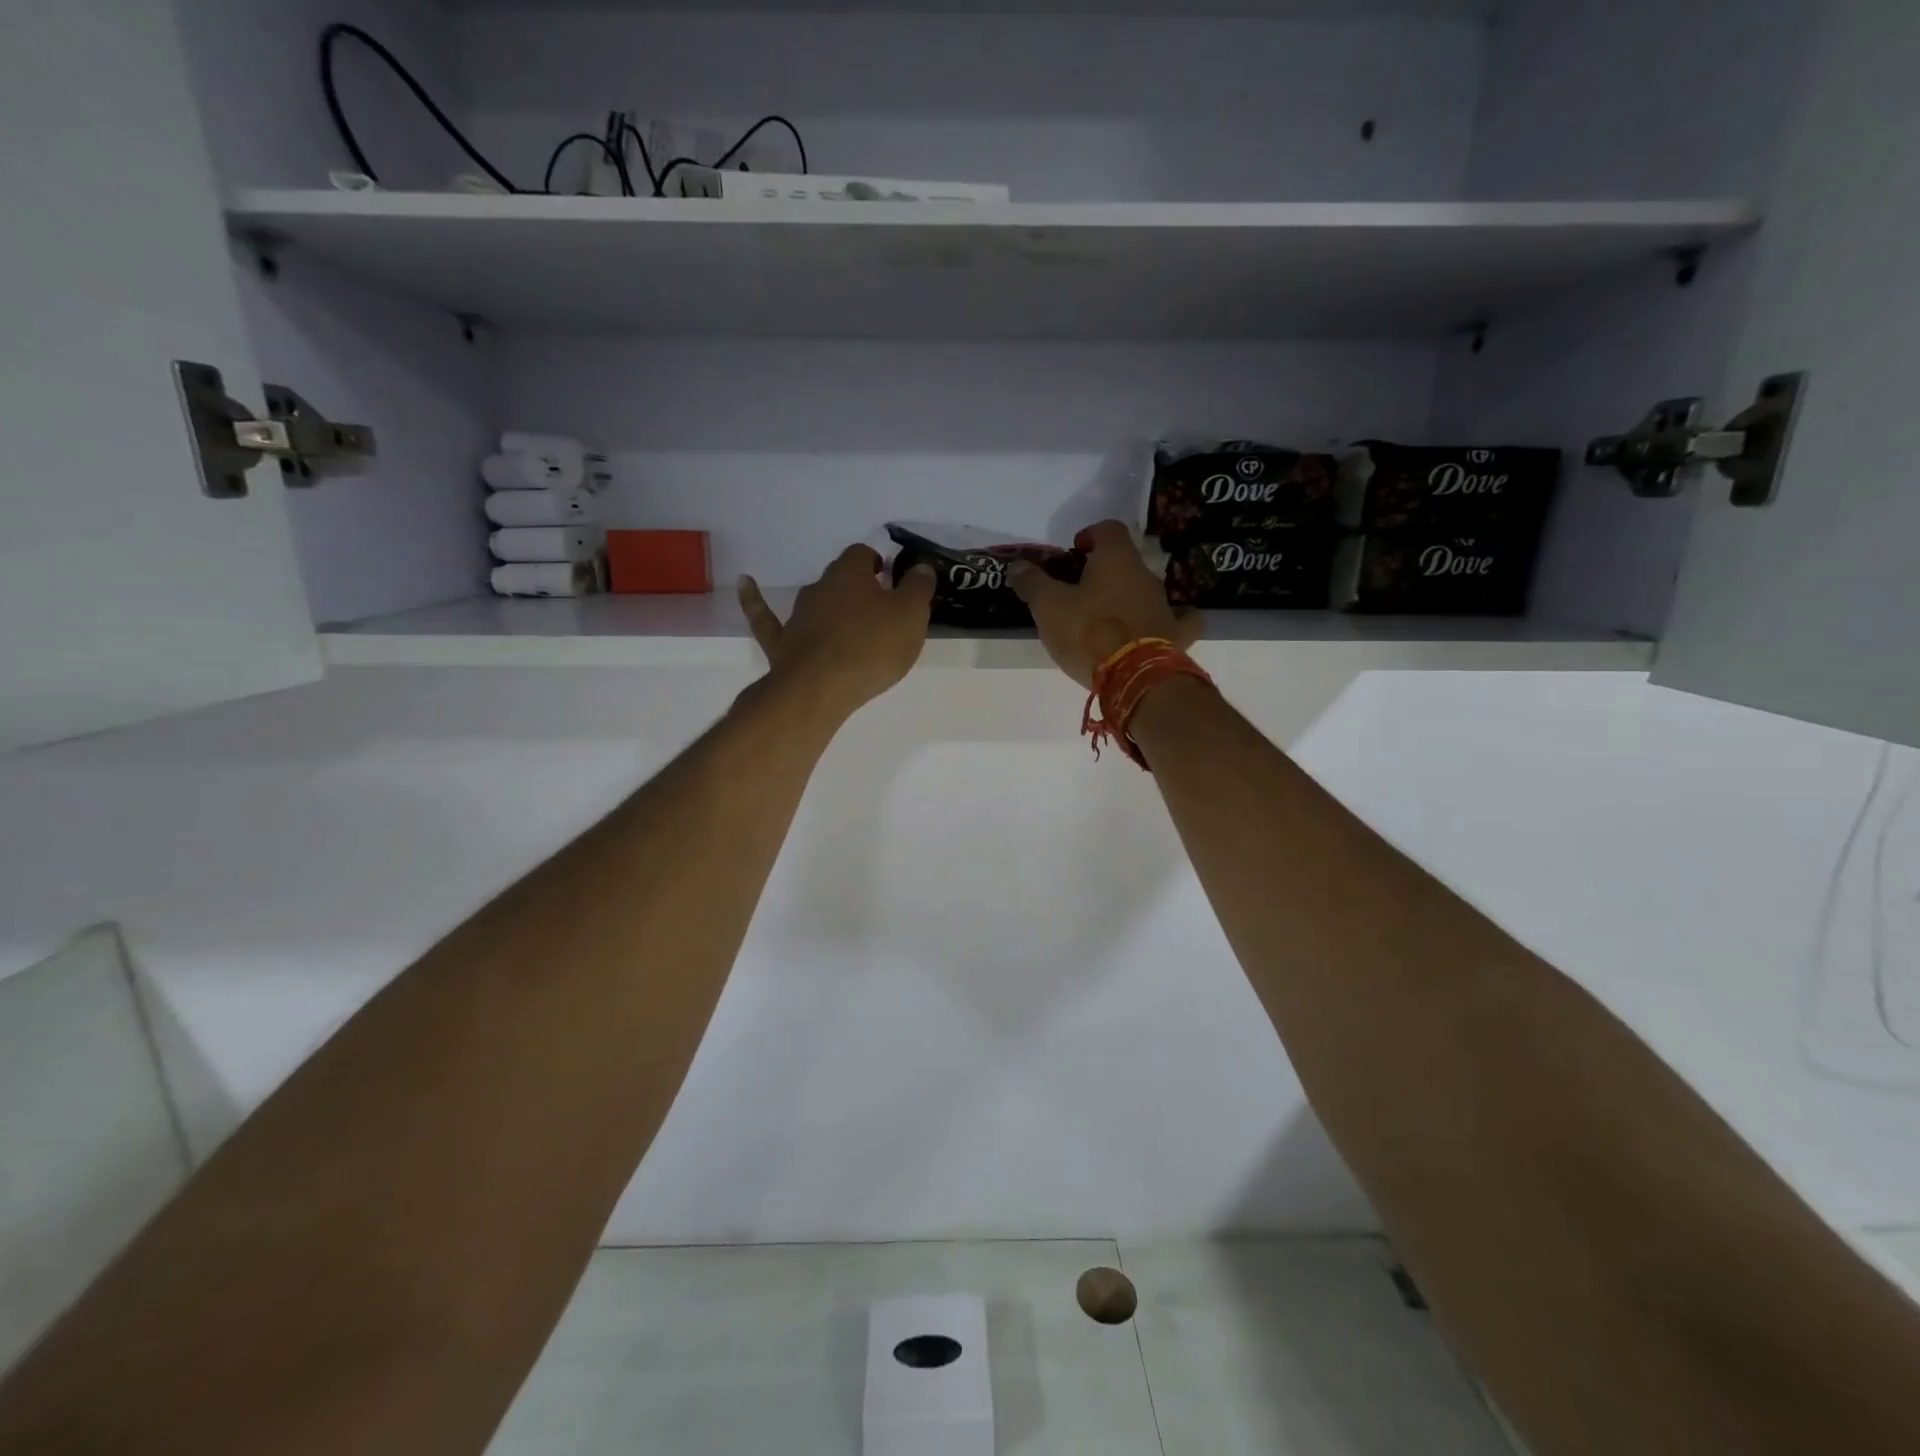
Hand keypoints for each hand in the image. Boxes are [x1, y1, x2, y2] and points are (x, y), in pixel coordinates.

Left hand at [739, 546, 936, 716]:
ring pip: (815, 601)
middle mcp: (820, 586)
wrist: (819, 688)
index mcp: (851, 573)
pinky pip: (765, 616)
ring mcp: (797, 615)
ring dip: (829, 606)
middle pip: (840, 578)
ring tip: (846, 621)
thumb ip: (918, 588)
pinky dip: (755, 600)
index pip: (863, 554)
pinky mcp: (781, 643)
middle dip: (858, 589)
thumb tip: (921, 567)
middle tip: (878, 609)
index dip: (878, 565)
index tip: (892, 582)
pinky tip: (745, 583)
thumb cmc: (871, 647)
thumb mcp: (911, 615)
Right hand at [1006, 521, 1201, 688]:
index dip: (1090, 535)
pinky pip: (1177, 621)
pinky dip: (1166, 621)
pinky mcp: (1175, 636)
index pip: (1109, 529)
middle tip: (1079, 593)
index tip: (1074, 553)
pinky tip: (1157, 629)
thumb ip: (1032, 582)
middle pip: (1125, 562)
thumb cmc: (1088, 632)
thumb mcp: (1048, 606)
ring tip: (1103, 620)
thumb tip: (1017, 565)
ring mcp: (1164, 605)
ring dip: (1125, 598)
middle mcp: (1146, 575)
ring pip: (1144, 591)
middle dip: (1103, 572)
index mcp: (1117, 559)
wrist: (1133, 676)